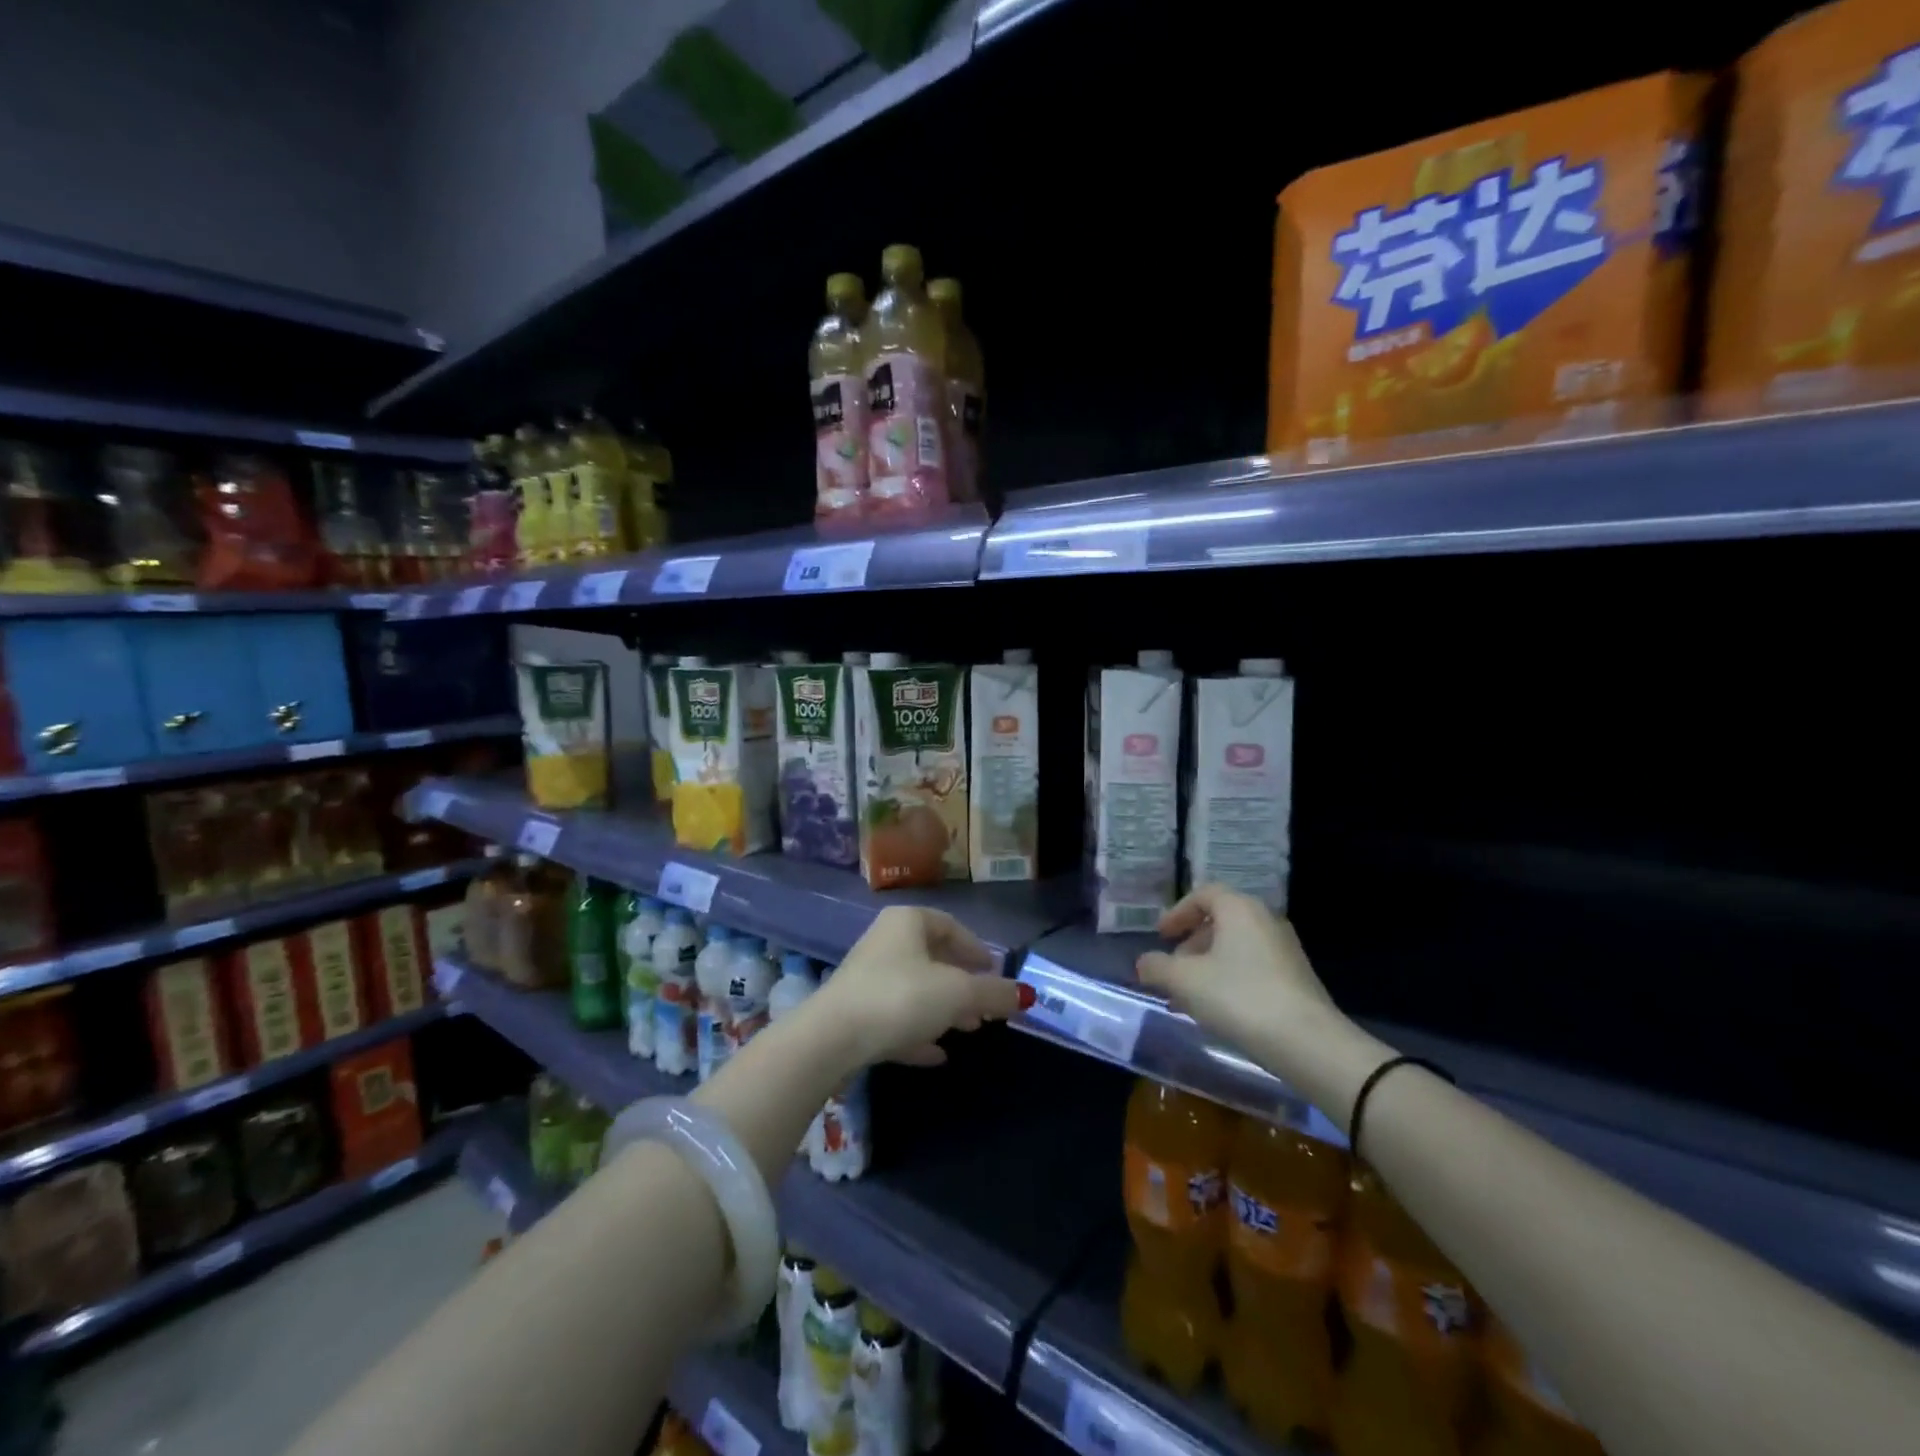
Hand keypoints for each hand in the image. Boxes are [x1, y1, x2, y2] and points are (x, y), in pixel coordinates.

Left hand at [811, 907, 1027, 1069]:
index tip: (995, 973)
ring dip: (942, 1010)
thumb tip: (1026, 995)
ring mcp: (866, 977)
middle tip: (985, 1009)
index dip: (977, 949)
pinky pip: (895, 1017)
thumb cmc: (901, 998)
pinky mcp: (854, 1012)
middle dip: (962, 984)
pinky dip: (917, 1031)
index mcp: (907, 922)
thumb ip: (994, 994)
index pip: (950, 926)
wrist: (832, 1038)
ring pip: (915, 989)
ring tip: (967, 1030)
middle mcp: (885, 941)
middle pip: (933, 959)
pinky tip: (936, 1054)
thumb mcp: (958, 994)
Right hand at [1136, 885, 1335, 1046]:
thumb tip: (1143, 963)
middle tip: (1172, 971)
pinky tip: (1217, 1011)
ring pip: (1234, 948)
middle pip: (1219, 922)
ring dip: (1206, 967)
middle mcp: (1264, 920)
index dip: (1177, 913)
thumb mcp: (1185, 981)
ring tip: (1188, 999)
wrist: (1308, 1044)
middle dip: (1190, 945)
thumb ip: (1157, 967)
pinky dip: (1228, 980)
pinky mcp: (1295, 978)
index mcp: (1239, 909)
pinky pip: (1251, 968)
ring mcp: (1284, 950)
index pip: (1203, 894)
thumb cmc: (1239, 998)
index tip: (1160, 936)